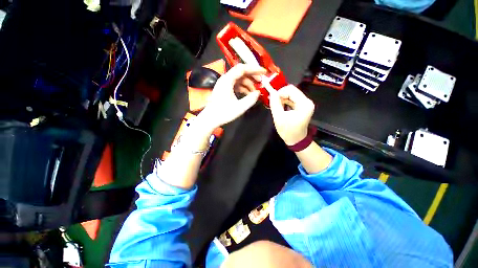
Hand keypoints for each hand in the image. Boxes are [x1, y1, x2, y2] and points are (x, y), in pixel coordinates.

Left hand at [199, 64, 266, 129]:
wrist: (210, 119)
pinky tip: (248, 94)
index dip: (254, 69)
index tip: (264, 72)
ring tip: (255, 92)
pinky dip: (243, 88)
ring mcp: (224, 84)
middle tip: (261, 82)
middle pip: (241, 72)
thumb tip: (258, 93)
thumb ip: (251, 99)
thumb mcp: (239, 107)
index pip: (242, 68)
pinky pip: (236, 85)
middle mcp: (225, 79)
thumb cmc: (223, 113)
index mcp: (227, 80)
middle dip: (252, 76)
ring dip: (248, 84)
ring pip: (239, 79)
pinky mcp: (224, 89)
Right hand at [269, 85, 314, 145]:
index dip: (279, 92)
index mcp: (304, 104)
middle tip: (273, 102)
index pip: (290, 89)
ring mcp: (305, 103)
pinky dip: (285, 101)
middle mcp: (307, 101)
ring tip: (276, 106)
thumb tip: (271, 92)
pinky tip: (280, 107)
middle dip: (280, 95)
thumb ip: (275, 104)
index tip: (271, 99)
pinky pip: (292, 99)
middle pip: (291, 91)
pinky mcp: (302, 106)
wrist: (296, 140)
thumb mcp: (279, 118)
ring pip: (291, 94)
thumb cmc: (288, 131)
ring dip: (282, 98)